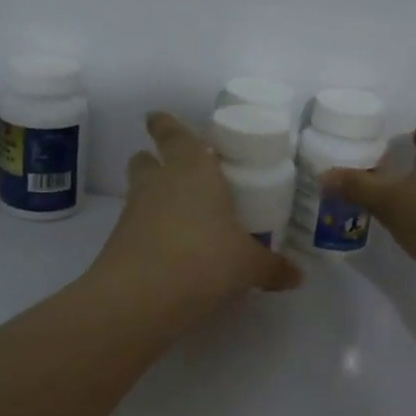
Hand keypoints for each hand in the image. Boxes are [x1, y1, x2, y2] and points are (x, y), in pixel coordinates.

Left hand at [88, 112, 300, 323]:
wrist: (139, 296)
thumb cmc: (204, 259)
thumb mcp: (247, 265)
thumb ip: (272, 267)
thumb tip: (296, 276)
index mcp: (193, 169)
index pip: (173, 133)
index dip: (164, 124)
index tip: (156, 118)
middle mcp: (159, 182)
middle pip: (145, 159)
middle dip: (155, 161)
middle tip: (177, 172)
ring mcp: (133, 211)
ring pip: (138, 192)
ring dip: (152, 197)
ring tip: (180, 217)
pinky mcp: (118, 241)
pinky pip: (135, 226)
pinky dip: (149, 232)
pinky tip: (171, 252)